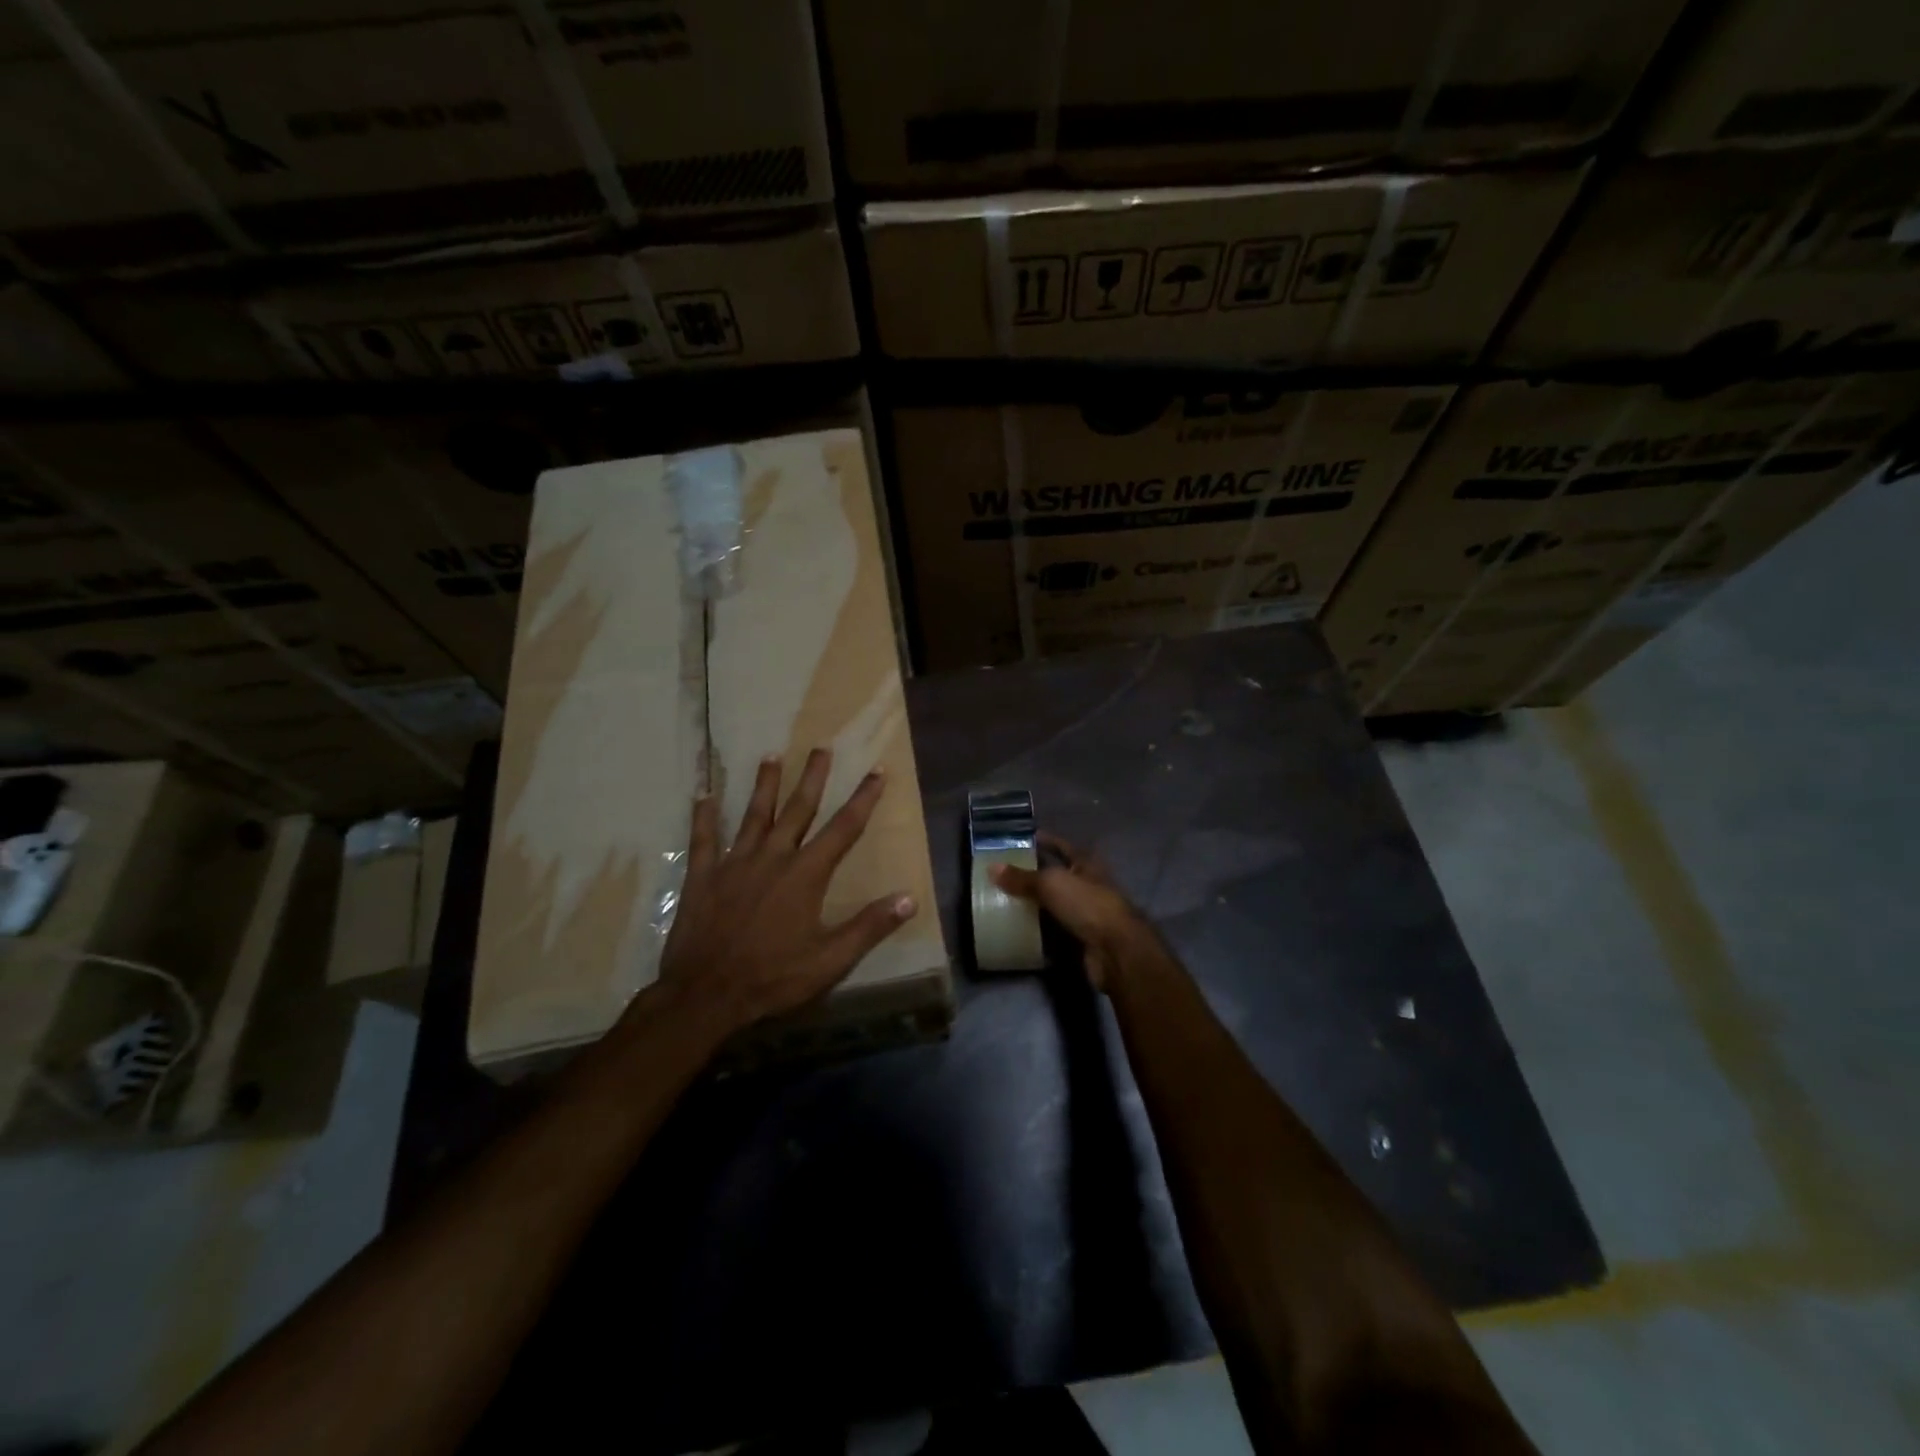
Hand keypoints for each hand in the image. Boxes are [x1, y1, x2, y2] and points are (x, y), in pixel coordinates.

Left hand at [651, 749, 915, 1036]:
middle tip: (821, 746)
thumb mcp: (830, 960)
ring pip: (753, 815)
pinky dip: (704, 816)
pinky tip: (702, 795)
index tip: (877, 771)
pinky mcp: (703, 876)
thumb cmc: (773, 978)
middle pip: (798, 808)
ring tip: (771, 755)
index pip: (843, 828)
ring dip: (764, 784)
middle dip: (813, 777)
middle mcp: (773, 857)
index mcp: (806, 874)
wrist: (706, 994)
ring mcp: (734, 863)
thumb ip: (869, 926)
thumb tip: (909, 898)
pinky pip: (704, 839)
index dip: (863, 798)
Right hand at [990, 834, 1156, 991]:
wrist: (1115, 950)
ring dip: (1035, 902)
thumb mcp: (1051, 884)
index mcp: (1086, 864)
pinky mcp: (1082, 937)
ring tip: (1004, 898)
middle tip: (1004, 872)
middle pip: (1058, 875)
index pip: (1062, 846)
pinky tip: (1019, 927)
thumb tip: (991, 867)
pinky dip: (1039, 928)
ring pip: (1056, 903)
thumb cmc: (1087, 904)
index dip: (1045, 840)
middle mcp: (1088, 885)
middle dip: (1034, 873)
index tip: (1021, 839)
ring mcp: (1087, 912)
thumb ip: (1022, 877)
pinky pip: (1055, 928)